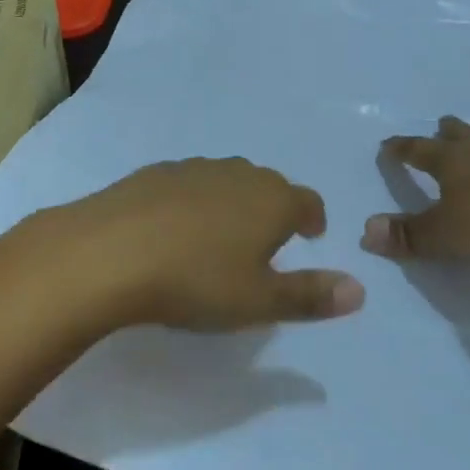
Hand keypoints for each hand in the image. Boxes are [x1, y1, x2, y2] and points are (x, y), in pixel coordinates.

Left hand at [20, 158, 364, 331]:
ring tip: (221, 235)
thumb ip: (310, 295)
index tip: (310, 235)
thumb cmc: (196, 280)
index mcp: (272, 200)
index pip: (308, 202)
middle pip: (269, 186)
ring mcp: (194, 168)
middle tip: (266, 241)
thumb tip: (359, 290)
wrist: (109, 252)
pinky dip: (194, 201)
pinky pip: (189, 184)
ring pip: (228, 180)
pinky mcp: (154, 172)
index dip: (313, 219)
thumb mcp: (259, 301)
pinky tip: (174, 228)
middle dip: (274, 209)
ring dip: (233, 202)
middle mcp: (239, 174)